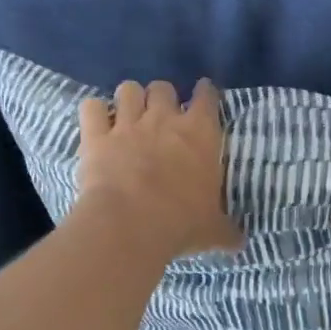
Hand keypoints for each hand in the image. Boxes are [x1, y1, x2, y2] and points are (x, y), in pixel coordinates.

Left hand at [76, 79, 242, 261]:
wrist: (131, 224)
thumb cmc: (181, 222)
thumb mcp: (213, 230)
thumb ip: (226, 230)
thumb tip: (239, 242)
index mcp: (201, 134)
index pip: (207, 97)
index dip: (205, 92)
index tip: (203, 94)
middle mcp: (164, 119)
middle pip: (163, 87)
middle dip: (162, 97)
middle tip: (160, 115)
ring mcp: (128, 124)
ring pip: (128, 89)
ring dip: (129, 99)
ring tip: (128, 114)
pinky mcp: (96, 136)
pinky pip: (91, 107)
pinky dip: (94, 112)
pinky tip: (96, 123)